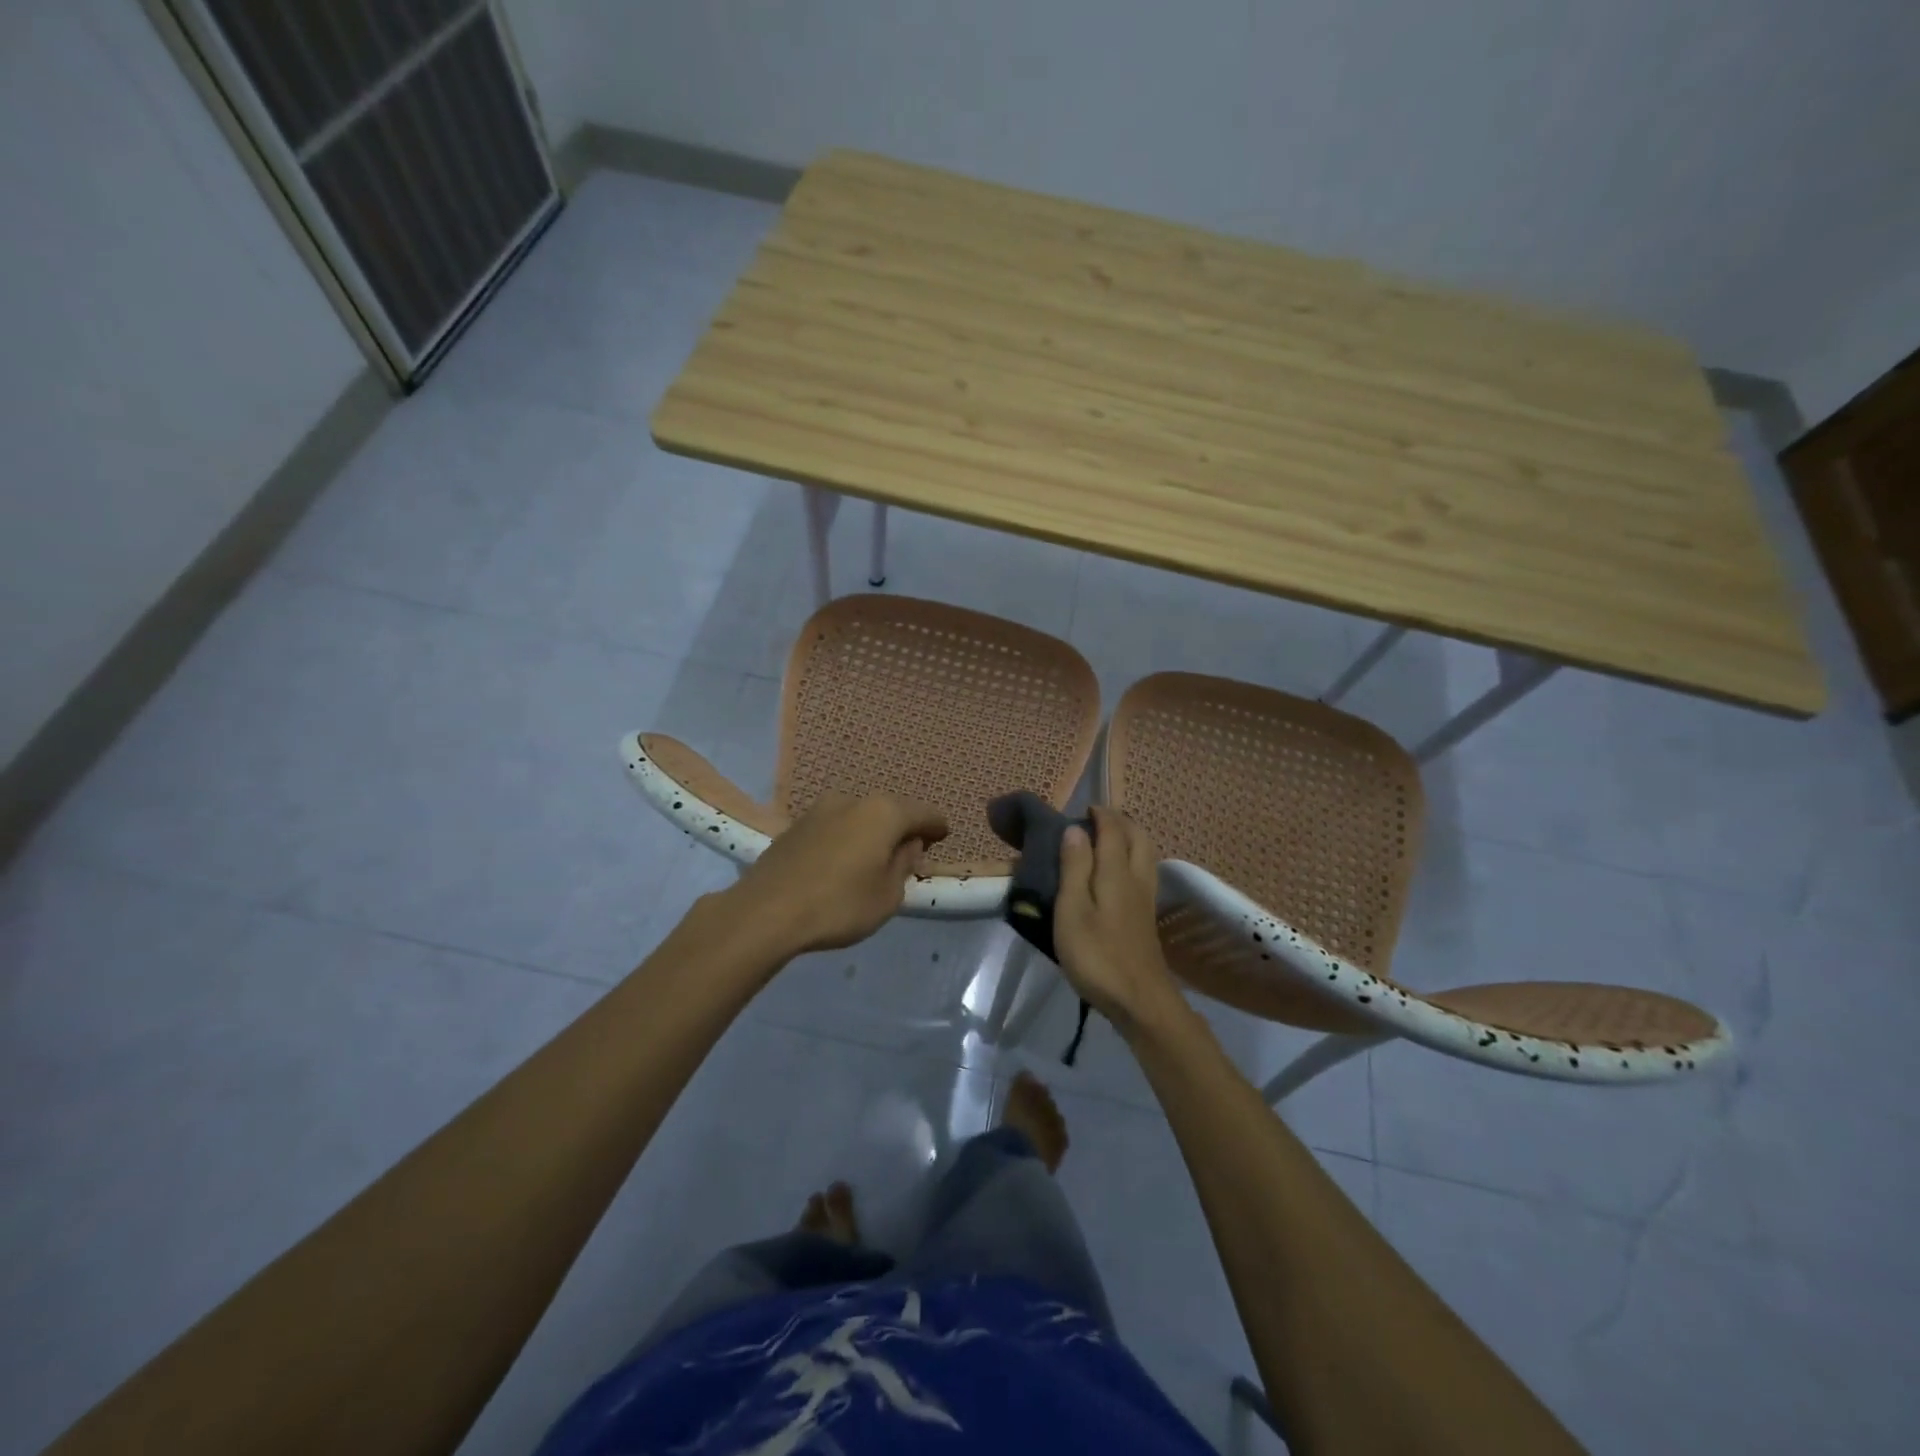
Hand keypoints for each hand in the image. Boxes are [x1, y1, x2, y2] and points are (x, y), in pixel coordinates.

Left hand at [725, 790, 949, 955]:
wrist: (765, 912)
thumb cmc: (839, 905)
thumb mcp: (887, 895)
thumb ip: (904, 865)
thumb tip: (907, 845)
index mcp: (884, 812)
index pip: (924, 813)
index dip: (937, 827)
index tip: (943, 838)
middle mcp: (853, 800)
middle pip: (890, 811)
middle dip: (903, 829)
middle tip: (910, 853)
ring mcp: (820, 809)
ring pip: (860, 817)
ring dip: (871, 833)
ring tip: (874, 860)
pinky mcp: (795, 825)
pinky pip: (835, 827)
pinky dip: (847, 839)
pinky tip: (843, 862)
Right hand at [1054, 806, 1185, 1034]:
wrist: (1140, 1001)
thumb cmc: (1097, 955)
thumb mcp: (1073, 910)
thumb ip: (1074, 867)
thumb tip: (1075, 829)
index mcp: (1117, 872)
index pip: (1113, 830)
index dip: (1100, 814)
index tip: (1081, 807)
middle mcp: (1137, 878)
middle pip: (1138, 836)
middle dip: (1119, 821)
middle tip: (1095, 819)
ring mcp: (1146, 899)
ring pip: (1145, 854)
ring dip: (1129, 837)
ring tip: (1107, 839)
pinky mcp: (1146, 917)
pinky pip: (1144, 871)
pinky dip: (1132, 858)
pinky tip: (1117, 873)